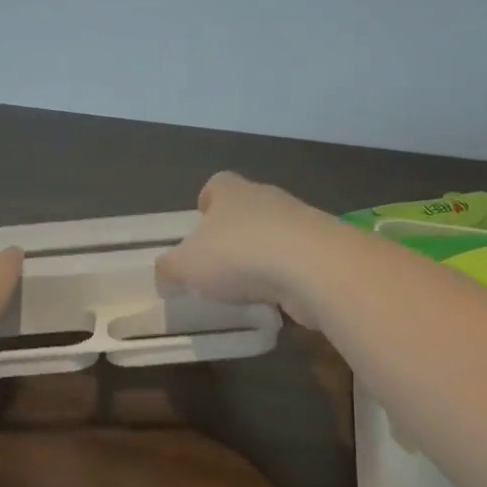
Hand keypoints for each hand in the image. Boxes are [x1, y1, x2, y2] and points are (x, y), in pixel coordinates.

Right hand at [155, 172, 338, 328]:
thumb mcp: (187, 265)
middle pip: (246, 209)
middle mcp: (266, 198)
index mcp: (231, 191)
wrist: (313, 268)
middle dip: (234, 233)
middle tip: (218, 264)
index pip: (217, 184)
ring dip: (262, 257)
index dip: (207, 202)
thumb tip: (164, 271)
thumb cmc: (239, 255)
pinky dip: (285, 278)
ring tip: (246, 288)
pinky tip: (275, 301)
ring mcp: (300, 221)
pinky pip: (296, 261)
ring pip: (274, 235)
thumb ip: (170, 267)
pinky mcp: (323, 249)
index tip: (200, 223)